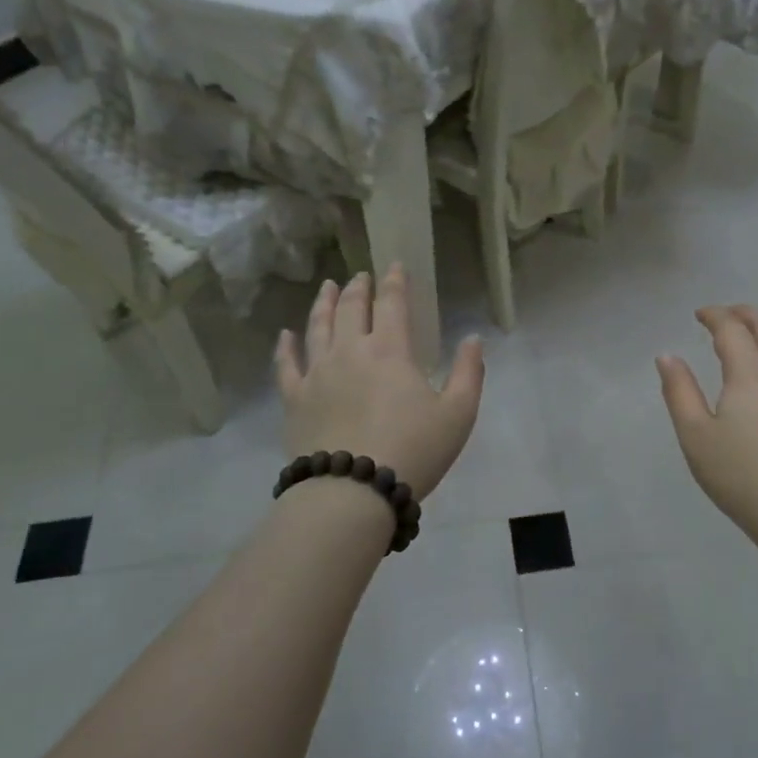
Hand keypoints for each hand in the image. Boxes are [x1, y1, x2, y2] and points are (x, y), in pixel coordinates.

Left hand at [274, 265, 485, 499]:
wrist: (353, 492)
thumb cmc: (413, 451)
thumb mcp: (458, 414)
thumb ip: (468, 373)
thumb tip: (473, 339)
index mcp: (390, 350)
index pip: (392, 303)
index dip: (395, 281)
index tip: (394, 265)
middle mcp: (350, 351)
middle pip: (351, 308)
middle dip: (358, 288)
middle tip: (361, 276)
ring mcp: (317, 373)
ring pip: (317, 327)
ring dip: (323, 304)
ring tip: (327, 287)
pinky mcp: (295, 399)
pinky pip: (286, 365)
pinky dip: (285, 347)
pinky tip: (285, 335)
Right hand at [657, 305, 757, 530]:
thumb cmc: (741, 475)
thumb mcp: (695, 435)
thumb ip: (679, 391)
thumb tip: (667, 356)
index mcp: (751, 371)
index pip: (732, 328)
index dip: (714, 315)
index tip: (699, 314)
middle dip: (744, 313)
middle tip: (725, 315)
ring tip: (754, 333)